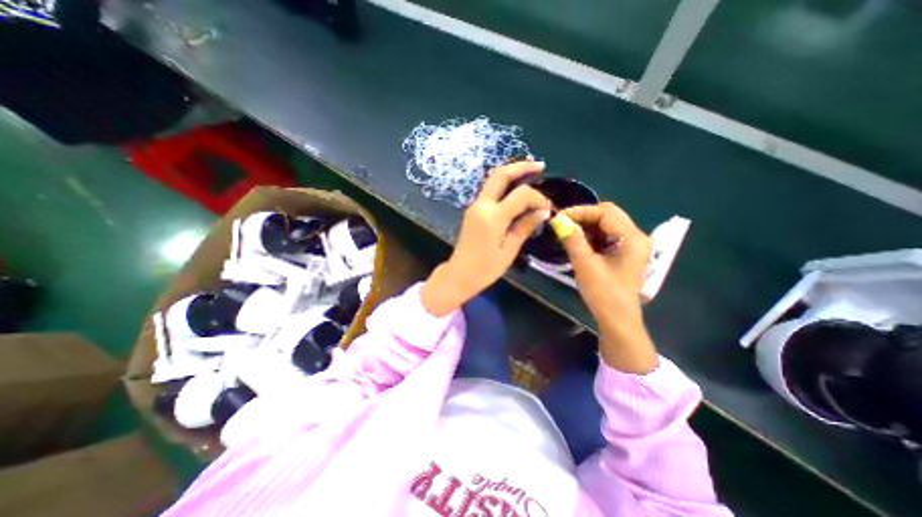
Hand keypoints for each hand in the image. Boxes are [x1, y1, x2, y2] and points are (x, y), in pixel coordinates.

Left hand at [421, 161, 550, 313]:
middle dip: (521, 167)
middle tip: (540, 165)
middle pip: (500, 175)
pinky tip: (516, 188)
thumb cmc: (485, 268)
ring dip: (511, 173)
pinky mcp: (473, 210)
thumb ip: (525, 227)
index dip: (537, 198)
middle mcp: (481, 205)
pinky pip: (490, 191)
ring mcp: (474, 206)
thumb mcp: (509, 250)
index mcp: (492, 217)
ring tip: (530, 172)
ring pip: (493, 180)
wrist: (459, 274)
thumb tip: (543, 212)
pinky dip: (504, 185)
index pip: (520, 195)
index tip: (548, 209)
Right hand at [551, 202, 658, 375]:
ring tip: (567, 232)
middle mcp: (636, 236)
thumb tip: (557, 219)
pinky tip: (578, 241)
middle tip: (562, 224)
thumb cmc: (604, 294)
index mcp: (632, 238)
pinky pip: (606, 235)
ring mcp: (631, 244)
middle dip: (583, 217)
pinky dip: (591, 235)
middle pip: (608, 214)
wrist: (617, 320)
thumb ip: (573, 239)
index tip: (558, 218)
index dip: (581, 212)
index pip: (605, 212)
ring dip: (586, 225)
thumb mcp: (585, 265)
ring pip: (606, 224)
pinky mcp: (624, 252)